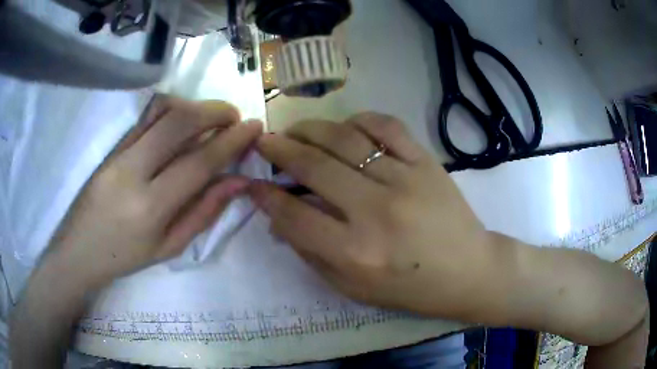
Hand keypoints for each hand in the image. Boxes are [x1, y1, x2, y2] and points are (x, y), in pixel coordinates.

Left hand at [44, 96, 261, 290]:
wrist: (80, 250)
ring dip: (194, 106)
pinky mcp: (112, 146)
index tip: (254, 127)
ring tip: (211, 117)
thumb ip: (204, 212)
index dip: (231, 141)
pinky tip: (183, 119)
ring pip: (161, 111)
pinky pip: (145, 116)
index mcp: (151, 208)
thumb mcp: (170, 246)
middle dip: (215, 111)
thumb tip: (238, 181)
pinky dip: (171, 109)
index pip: (199, 162)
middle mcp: (133, 172)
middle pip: (179, 122)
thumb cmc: (125, 257)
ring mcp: (119, 153)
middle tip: (234, 117)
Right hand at [248, 112, 492, 316]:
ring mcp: (404, 180)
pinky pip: (386, 126)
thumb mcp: (354, 289)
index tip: (253, 183)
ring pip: (345, 139)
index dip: (265, 196)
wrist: (468, 270)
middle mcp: (375, 211)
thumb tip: (279, 219)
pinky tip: (345, 126)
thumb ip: (312, 255)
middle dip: (278, 150)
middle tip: (264, 141)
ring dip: (310, 129)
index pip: (293, 214)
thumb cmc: (410, 288)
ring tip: (295, 130)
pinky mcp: (426, 163)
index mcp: (355, 252)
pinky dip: (359, 120)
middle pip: (313, 167)